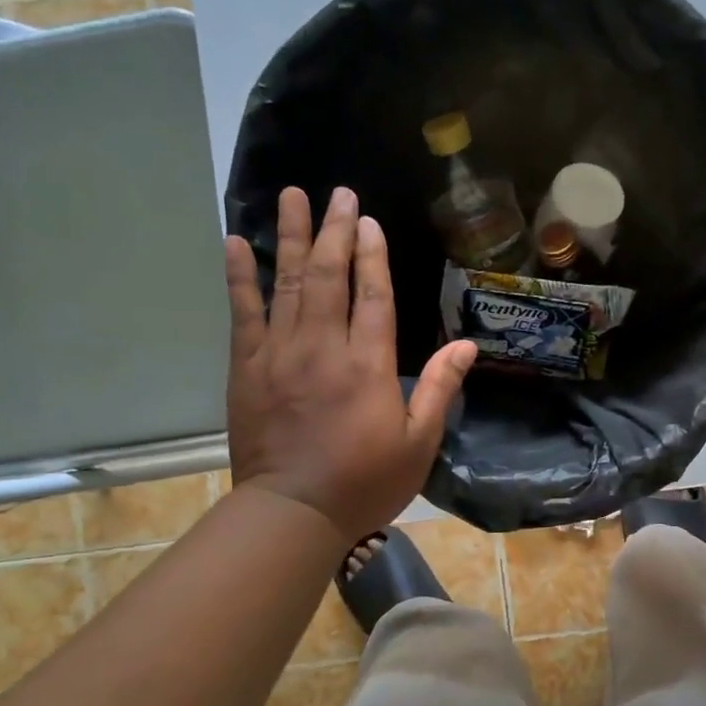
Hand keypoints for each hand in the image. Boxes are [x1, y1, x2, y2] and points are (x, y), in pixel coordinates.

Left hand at [223, 187, 475, 543]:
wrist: (294, 512)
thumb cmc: (365, 481)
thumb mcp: (419, 442)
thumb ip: (439, 388)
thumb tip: (467, 345)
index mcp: (368, 364)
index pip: (372, 294)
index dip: (373, 255)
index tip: (370, 220)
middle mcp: (323, 346)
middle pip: (329, 276)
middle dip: (337, 231)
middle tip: (339, 193)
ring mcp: (279, 353)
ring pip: (287, 282)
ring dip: (292, 237)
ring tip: (292, 196)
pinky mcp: (247, 368)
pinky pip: (243, 313)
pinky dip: (241, 276)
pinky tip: (238, 243)